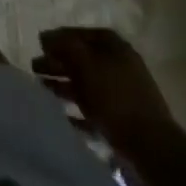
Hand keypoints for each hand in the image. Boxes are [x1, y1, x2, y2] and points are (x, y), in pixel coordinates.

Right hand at [33, 27, 173, 155]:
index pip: (84, 34)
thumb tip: (46, 37)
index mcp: (116, 49)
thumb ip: (64, 46)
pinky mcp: (122, 123)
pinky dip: (76, 112)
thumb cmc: (115, 98)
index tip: (40, 44)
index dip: (61, 37)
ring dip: (64, 86)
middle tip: (34, 67)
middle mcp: (121, 69)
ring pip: (87, 86)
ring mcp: (123, 97)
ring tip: (41, 89)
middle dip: (58, 62)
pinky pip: (94, 112)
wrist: (151, 150)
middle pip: (84, 60)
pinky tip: (61, 116)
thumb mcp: (85, 63)